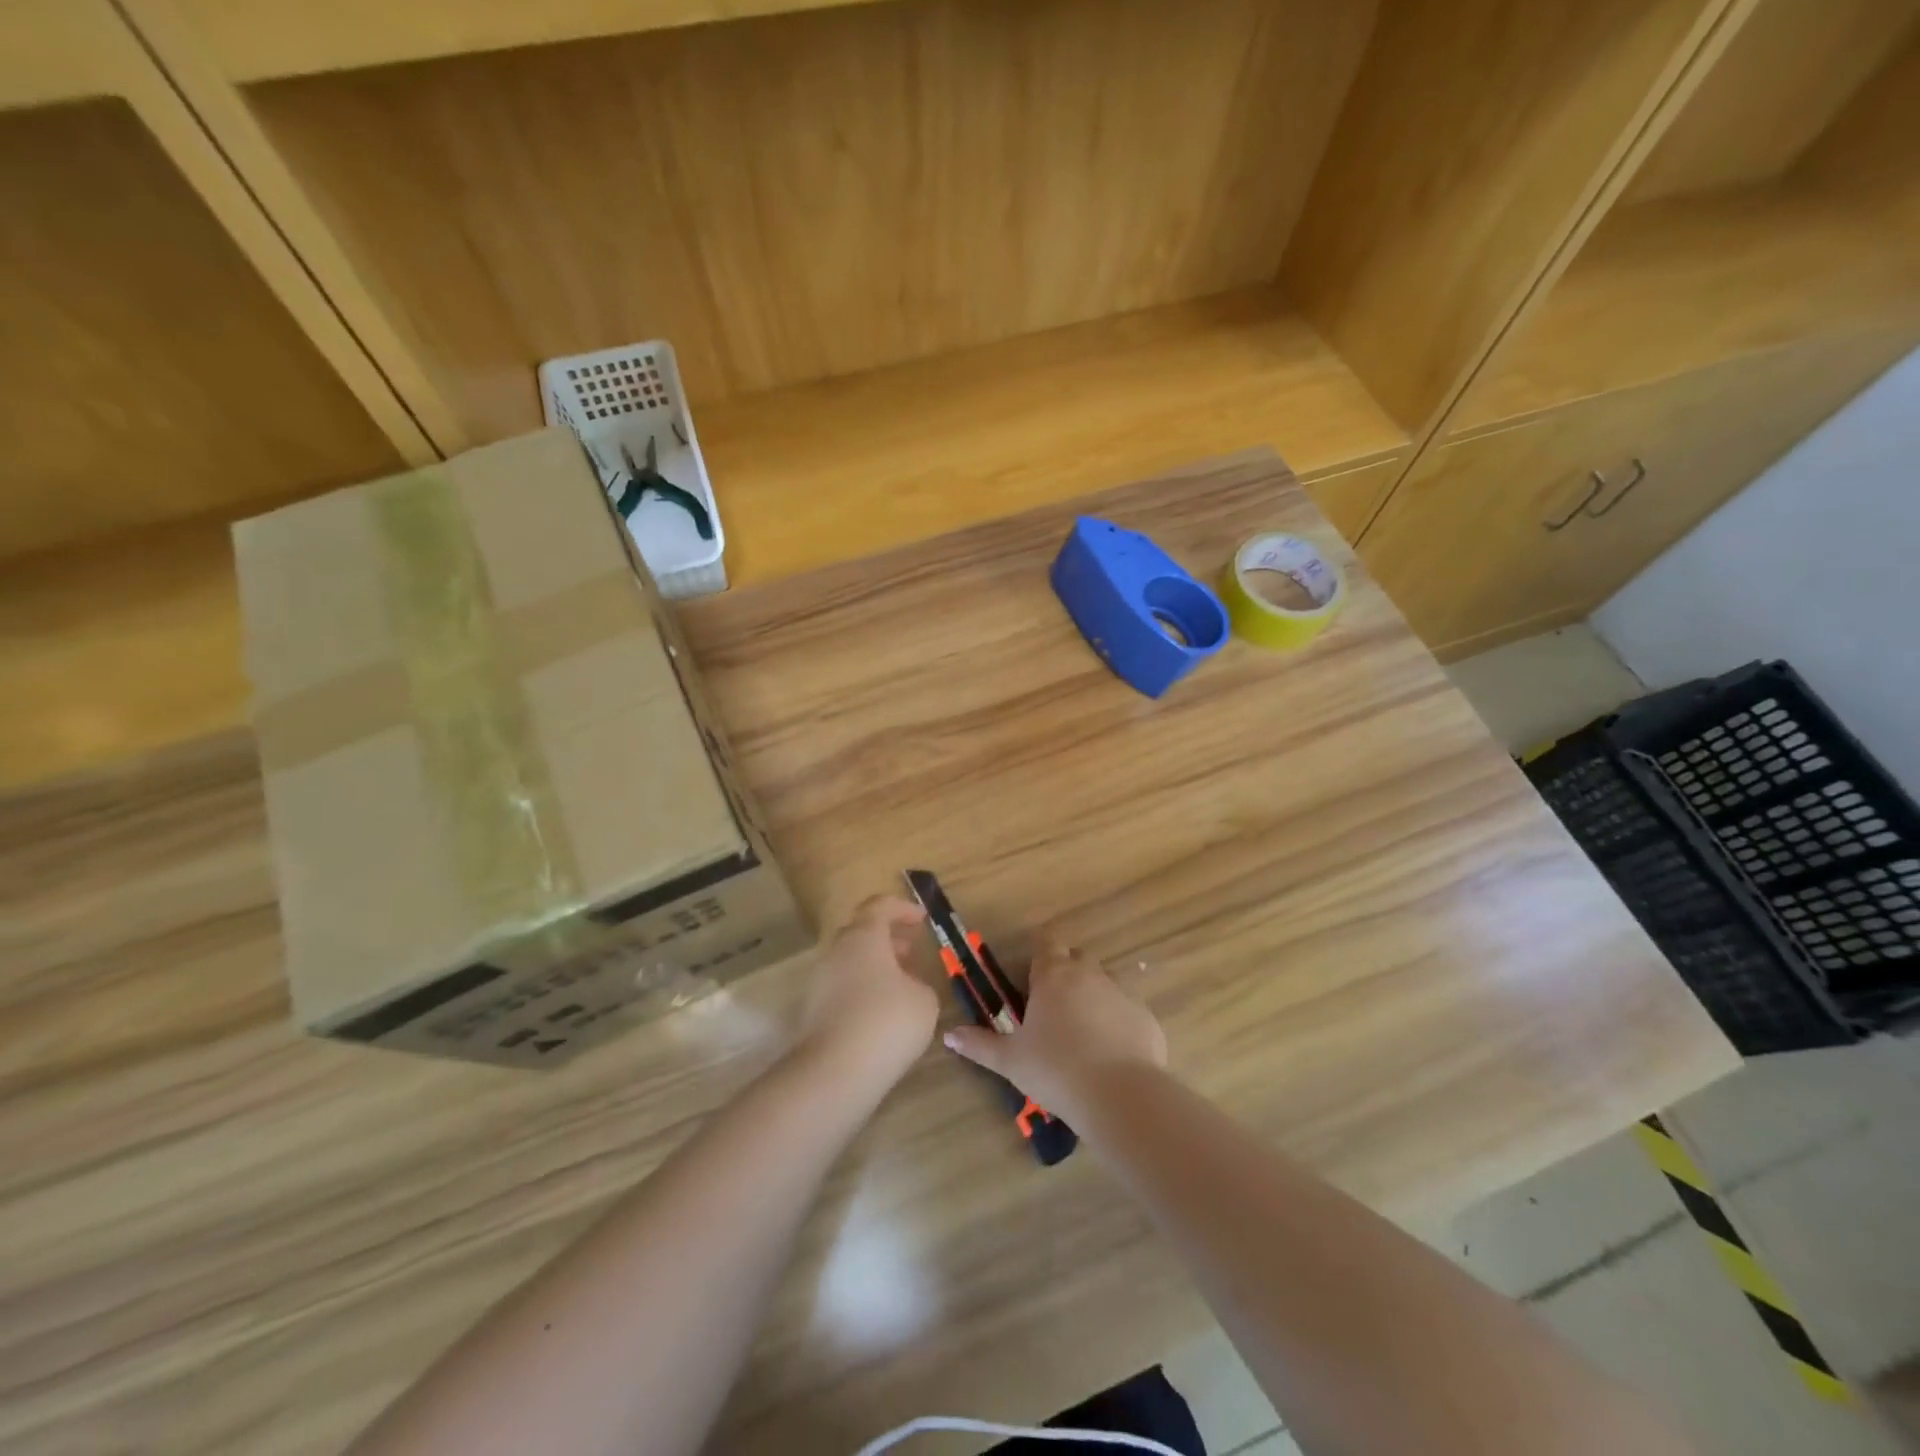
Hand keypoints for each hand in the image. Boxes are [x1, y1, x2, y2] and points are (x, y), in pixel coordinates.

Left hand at [796, 896, 939, 1091]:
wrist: (835, 1072)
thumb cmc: (887, 1022)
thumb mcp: (924, 999)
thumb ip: (918, 983)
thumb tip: (906, 986)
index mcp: (864, 937)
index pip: (879, 907)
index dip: (902, 909)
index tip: (922, 919)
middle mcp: (837, 952)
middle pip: (861, 932)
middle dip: (887, 938)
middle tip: (910, 950)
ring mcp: (820, 981)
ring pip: (850, 961)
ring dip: (875, 966)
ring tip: (901, 985)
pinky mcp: (812, 1010)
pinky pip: (842, 988)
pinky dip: (862, 989)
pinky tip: (881, 1013)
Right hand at [943, 935, 1165, 1124]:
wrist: (1120, 1095)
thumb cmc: (1056, 1070)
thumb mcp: (1010, 1060)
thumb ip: (979, 1044)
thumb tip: (949, 1034)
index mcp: (1054, 975)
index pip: (1046, 943)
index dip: (1038, 956)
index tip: (1031, 978)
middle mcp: (1089, 973)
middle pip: (1076, 958)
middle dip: (1065, 972)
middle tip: (1052, 1006)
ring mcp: (1121, 991)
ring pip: (1104, 980)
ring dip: (1092, 994)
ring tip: (1082, 1029)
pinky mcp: (1145, 1015)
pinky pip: (1127, 1008)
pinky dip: (1117, 1019)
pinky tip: (1111, 1050)